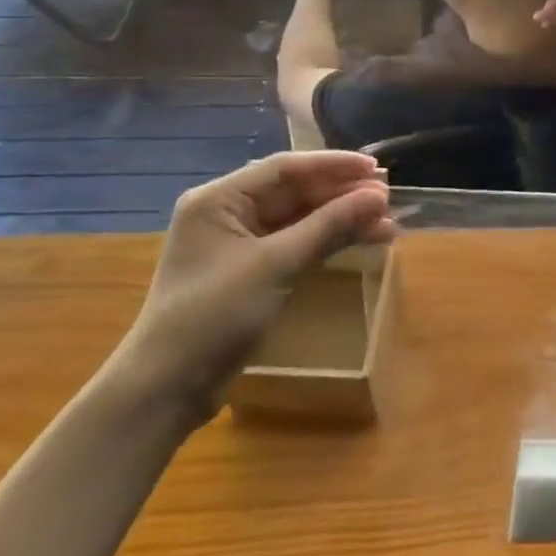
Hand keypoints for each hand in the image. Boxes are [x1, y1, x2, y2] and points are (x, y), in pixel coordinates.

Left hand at [111, 151, 393, 421]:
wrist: (166, 390)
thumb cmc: (214, 316)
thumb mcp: (276, 265)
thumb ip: (329, 226)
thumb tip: (379, 196)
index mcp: (219, 199)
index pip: (286, 168)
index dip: (334, 165)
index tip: (377, 170)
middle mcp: (228, 213)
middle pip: (296, 192)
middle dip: (343, 195)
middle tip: (389, 198)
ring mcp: (240, 244)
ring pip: (302, 218)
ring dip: (342, 219)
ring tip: (387, 224)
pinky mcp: (252, 271)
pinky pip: (298, 243)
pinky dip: (329, 241)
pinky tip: (363, 241)